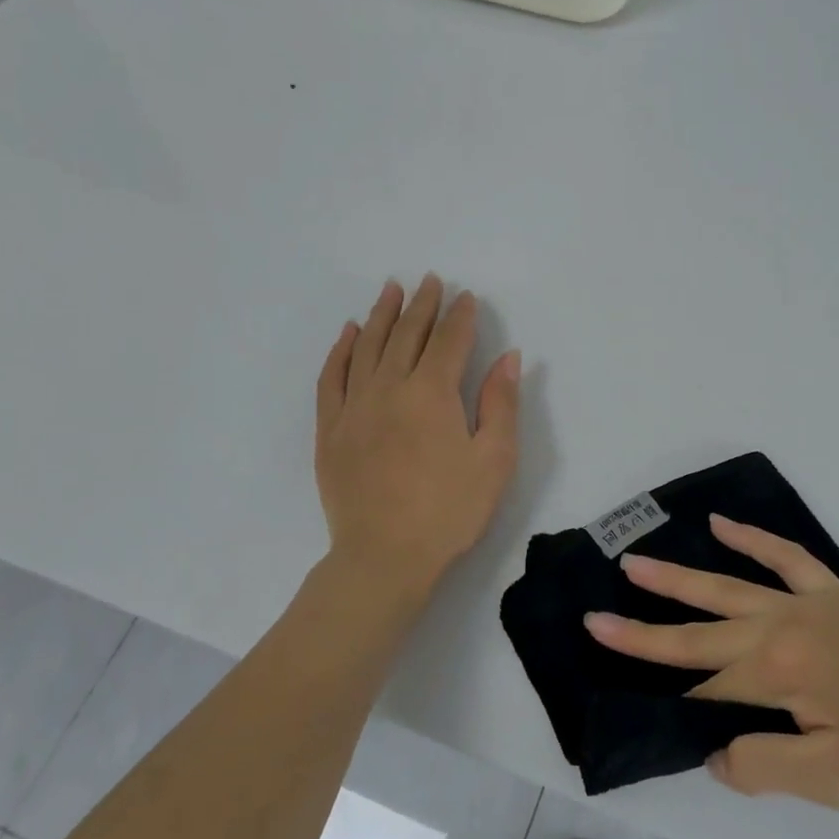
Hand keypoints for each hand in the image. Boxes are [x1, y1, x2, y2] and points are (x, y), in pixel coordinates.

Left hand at [316, 276, 520, 598]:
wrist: (384, 557)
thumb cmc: (450, 510)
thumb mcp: (494, 459)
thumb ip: (500, 403)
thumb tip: (508, 357)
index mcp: (432, 393)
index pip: (448, 340)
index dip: (460, 316)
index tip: (467, 297)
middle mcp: (389, 388)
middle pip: (407, 335)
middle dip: (422, 305)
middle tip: (430, 281)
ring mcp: (354, 407)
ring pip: (368, 347)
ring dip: (382, 315)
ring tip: (391, 289)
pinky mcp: (330, 430)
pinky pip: (332, 377)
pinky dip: (342, 350)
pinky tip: (350, 333)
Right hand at [585, 516, 838, 810]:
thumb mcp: (830, 781)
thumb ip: (761, 765)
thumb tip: (713, 751)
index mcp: (779, 672)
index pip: (709, 689)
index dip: (680, 706)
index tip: (647, 713)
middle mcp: (782, 625)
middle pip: (701, 629)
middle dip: (645, 628)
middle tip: (596, 617)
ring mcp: (807, 602)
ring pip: (728, 586)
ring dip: (679, 576)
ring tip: (635, 562)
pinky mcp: (833, 594)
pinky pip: (785, 556)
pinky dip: (752, 539)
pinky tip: (721, 524)